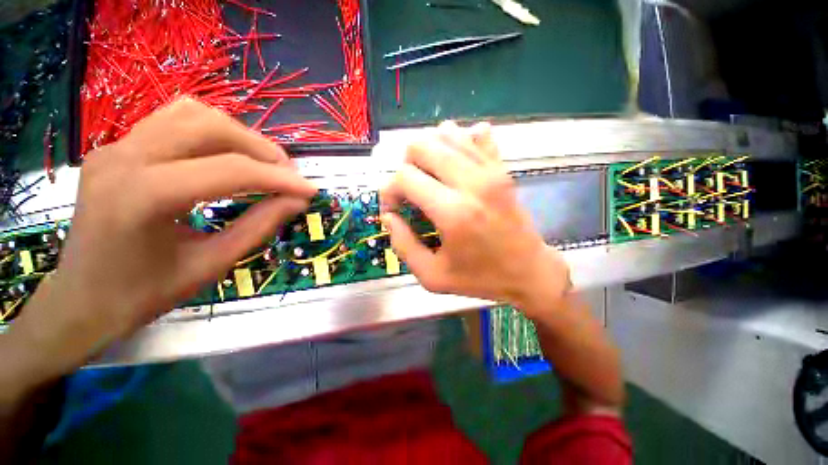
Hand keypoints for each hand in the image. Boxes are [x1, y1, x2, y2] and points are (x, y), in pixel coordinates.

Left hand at [5, 97, 315, 382]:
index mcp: (142, 197)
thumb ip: (259, 227)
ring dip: (240, 135)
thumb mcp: (211, 265)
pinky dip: (214, 131)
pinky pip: (174, 120)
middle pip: (210, 127)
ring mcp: (117, 146)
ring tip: (264, 163)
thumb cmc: (143, 294)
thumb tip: (297, 201)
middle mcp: (124, 158)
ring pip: (193, 113)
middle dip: (262, 149)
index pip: (229, 170)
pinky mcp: (119, 147)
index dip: (280, 179)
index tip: (311, 190)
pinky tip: (229, 155)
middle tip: (289, 175)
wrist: (81, 298)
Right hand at [380, 121, 568, 317]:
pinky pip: (476, 133)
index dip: (389, 191)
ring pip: (445, 133)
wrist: (529, 271)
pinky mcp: (502, 167)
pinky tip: (455, 166)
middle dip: (405, 167)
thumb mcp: (432, 276)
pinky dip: (458, 142)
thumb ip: (403, 245)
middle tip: (411, 192)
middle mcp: (471, 182)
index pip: (404, 177)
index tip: (394, 209)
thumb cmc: (480, 278)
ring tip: (430, 178)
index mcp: (453, 212)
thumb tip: (389, 216)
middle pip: (421, 146)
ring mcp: (490, 169)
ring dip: (428, 153)